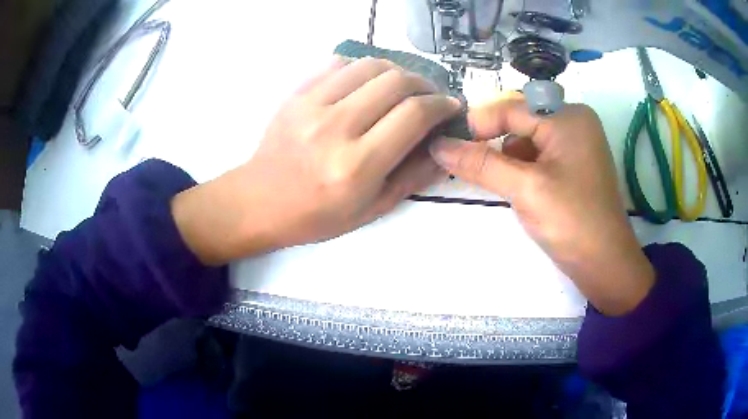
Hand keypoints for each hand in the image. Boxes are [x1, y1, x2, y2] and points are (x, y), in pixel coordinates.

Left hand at [173, 56, 460, 264]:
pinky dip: (363, 68)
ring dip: (397, 71)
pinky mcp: (296, 93)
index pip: (414, 114)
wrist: (260, 201)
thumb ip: (413, 176)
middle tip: (430, 95)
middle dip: (424, 84)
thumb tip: (444, 146)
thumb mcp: (372, 209)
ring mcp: (311, 105)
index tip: (450, 106)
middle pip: (395, 82)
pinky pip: (339, 64)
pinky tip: (367, 83)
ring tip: (403, 86)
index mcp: (357, 165)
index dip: (441, 104)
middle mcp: (335, 128)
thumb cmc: (317, 215)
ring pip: (369, 65)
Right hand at [429, 93, 654, 315]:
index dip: (478, 124)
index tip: (448, 146)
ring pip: (526, 139)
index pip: (511, 108)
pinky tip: (520, 190)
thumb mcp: (524, 189)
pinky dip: (522, 168)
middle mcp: (573, 121)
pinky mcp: (574, 164)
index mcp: (568, 116)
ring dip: (508, 159)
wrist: (605, 264)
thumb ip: (480, 164)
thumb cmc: (572, 222)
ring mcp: (575, 143)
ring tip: (505, 186)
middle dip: (495, 143)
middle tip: (470, 166)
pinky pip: (538, 155)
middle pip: (519, 121)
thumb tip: (438, 146)